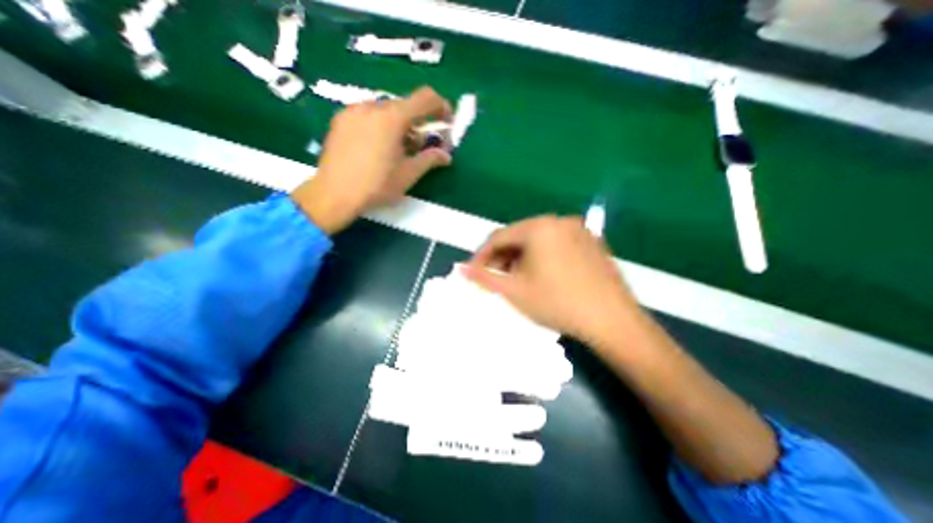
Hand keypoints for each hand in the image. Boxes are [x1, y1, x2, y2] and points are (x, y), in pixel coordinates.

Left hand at [291, 85, 450, 231]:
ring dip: (400, 125)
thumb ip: (430, 160)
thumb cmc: (376, 186)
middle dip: (419, 123)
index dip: (441, 106)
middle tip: (421, 146)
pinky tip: (378, 148)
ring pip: (386, 111)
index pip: (425, 98)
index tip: (446, 122)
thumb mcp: (408, 174)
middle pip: (405, 106)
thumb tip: (446, 156)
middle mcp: (372, 106)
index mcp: (392, 118)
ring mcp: (353, 111)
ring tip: (398, 150)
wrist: (334, 194)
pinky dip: (381, 125)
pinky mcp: (340, 120)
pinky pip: (368, 115)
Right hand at [460, 217, 642, 347]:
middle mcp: (559, 221)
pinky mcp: (591, 242)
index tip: (473, 272)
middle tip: (495, 279)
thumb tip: (461, 268)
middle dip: (503, 258)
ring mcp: (579, 230)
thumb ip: (484, 277)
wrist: (612, 320)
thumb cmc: (557, 303)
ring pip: (538, 240)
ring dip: (521, 258)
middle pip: (519, 236)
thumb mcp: (514, 290)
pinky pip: (557, 244)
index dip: (482, 255)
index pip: (499, 236)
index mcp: (539, 227)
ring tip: (517, 280)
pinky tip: (542, 276)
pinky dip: (542, 257)